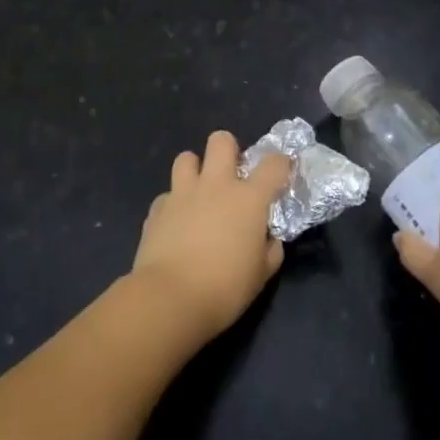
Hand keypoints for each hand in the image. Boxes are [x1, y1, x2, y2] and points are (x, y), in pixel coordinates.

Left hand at [131, 131, 288, 340]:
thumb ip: (270, 250)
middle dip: (228, 150)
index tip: (282, 173)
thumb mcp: (262, 274)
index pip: (273, 163)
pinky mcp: (156, 209)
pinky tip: (175, 224)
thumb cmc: (225, 288)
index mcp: (248, 198)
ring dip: (195, 170)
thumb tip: (268, 239)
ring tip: (199, 193)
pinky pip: (167, 195)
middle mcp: (216, 185)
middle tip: (231, 175)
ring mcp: (183, 193)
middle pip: (221, 140)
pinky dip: (173, 205)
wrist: (170, 299)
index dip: (281, 163)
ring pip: (186, 158)